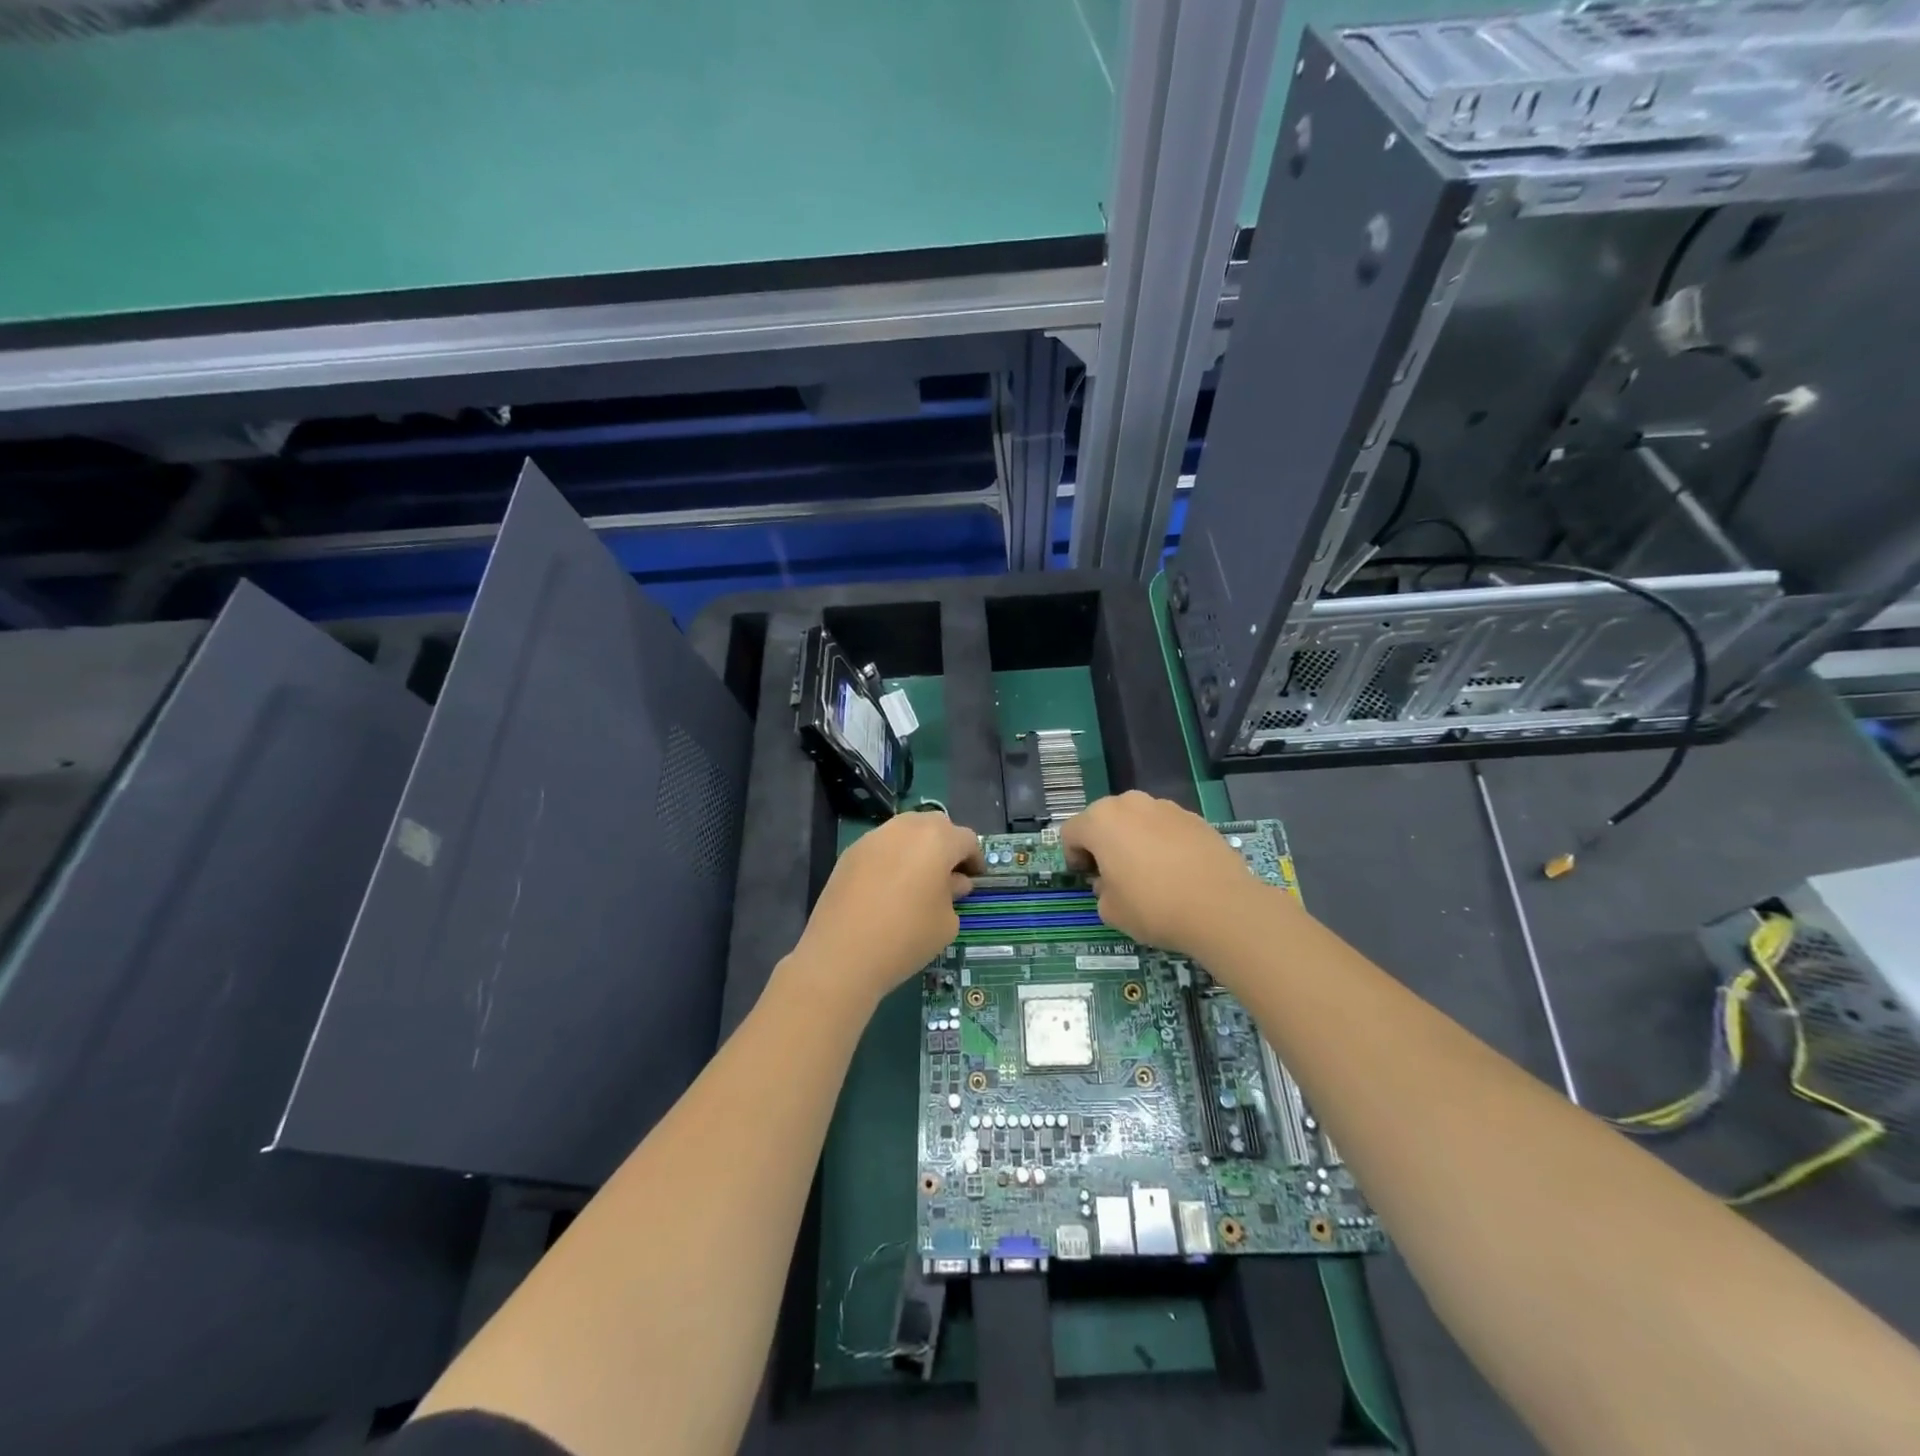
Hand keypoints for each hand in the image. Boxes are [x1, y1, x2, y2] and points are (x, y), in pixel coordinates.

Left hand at [787, 810, 984, 1008]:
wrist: (842, 954)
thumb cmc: (907, 937)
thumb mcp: (946, 922)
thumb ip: (954, 894)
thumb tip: (952, 882)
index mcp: (937, 839)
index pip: (967, 839)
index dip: (975, 859)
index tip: (975, 879)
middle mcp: (906, 828)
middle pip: (935, 825)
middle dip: (946, 845)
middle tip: (948, 875)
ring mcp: (874, 837)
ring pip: (905, 831)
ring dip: (918, 847)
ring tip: (917, 879)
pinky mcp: (850, 852)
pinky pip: (882, 846)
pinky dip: (892, 858)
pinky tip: (888, 887)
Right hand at [1060, 792, 1281, 961]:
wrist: (1221, 907)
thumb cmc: (1153, 907)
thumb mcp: (1111, 910)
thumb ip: (1102, 891)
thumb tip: (1111, 882)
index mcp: (1101, 820)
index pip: (1071, 833)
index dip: (1073, 857)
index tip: (1087, 879)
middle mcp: (1130, 803)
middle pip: (1105, 820)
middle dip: (1104, 844)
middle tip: (1114, 875)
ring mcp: (1166, 807)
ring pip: (1137, 821)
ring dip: (1134, 840)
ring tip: (1150, 873)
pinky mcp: (1195, 818)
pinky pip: (1166, 828)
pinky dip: (1164, 843)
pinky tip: (1177, 872)